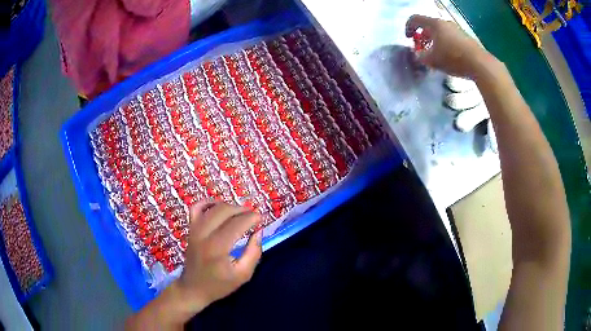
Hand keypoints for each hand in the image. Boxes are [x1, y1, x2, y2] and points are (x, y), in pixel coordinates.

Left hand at [126, 201, 262, 329]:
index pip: (237, 223)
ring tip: (241, 213)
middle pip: (225, 211)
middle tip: (253, 216)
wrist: (193, 288)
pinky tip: (219, 207)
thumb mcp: (243, 274)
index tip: (261, 219)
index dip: (251, 218)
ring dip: (229, 206)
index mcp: (218, 247)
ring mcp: (194, 229)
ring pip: (213, 207)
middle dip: (242, 210)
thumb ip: (254, 252)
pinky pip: (196, 207)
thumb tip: (259, 231)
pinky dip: (208, 202)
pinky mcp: (190, 229)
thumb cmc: (219, 285)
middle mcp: (204, 234)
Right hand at [405, 15, 491, 77]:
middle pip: (429, 25)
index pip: (415, 19)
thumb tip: (417, 55)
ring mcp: (457, 29)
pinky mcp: (466, 38)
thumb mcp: (432, 60)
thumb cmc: (453, 58)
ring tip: (436, 54)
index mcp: (434, 24)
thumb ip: (420, 56)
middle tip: (422, 48)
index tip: (408, 39)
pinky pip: (450, 37)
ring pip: (440, 32)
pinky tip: (448, 57)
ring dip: (434, 41)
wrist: (479, 64)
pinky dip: (445, 44)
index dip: (408, 27)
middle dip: (422, 36)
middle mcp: (445, 23)